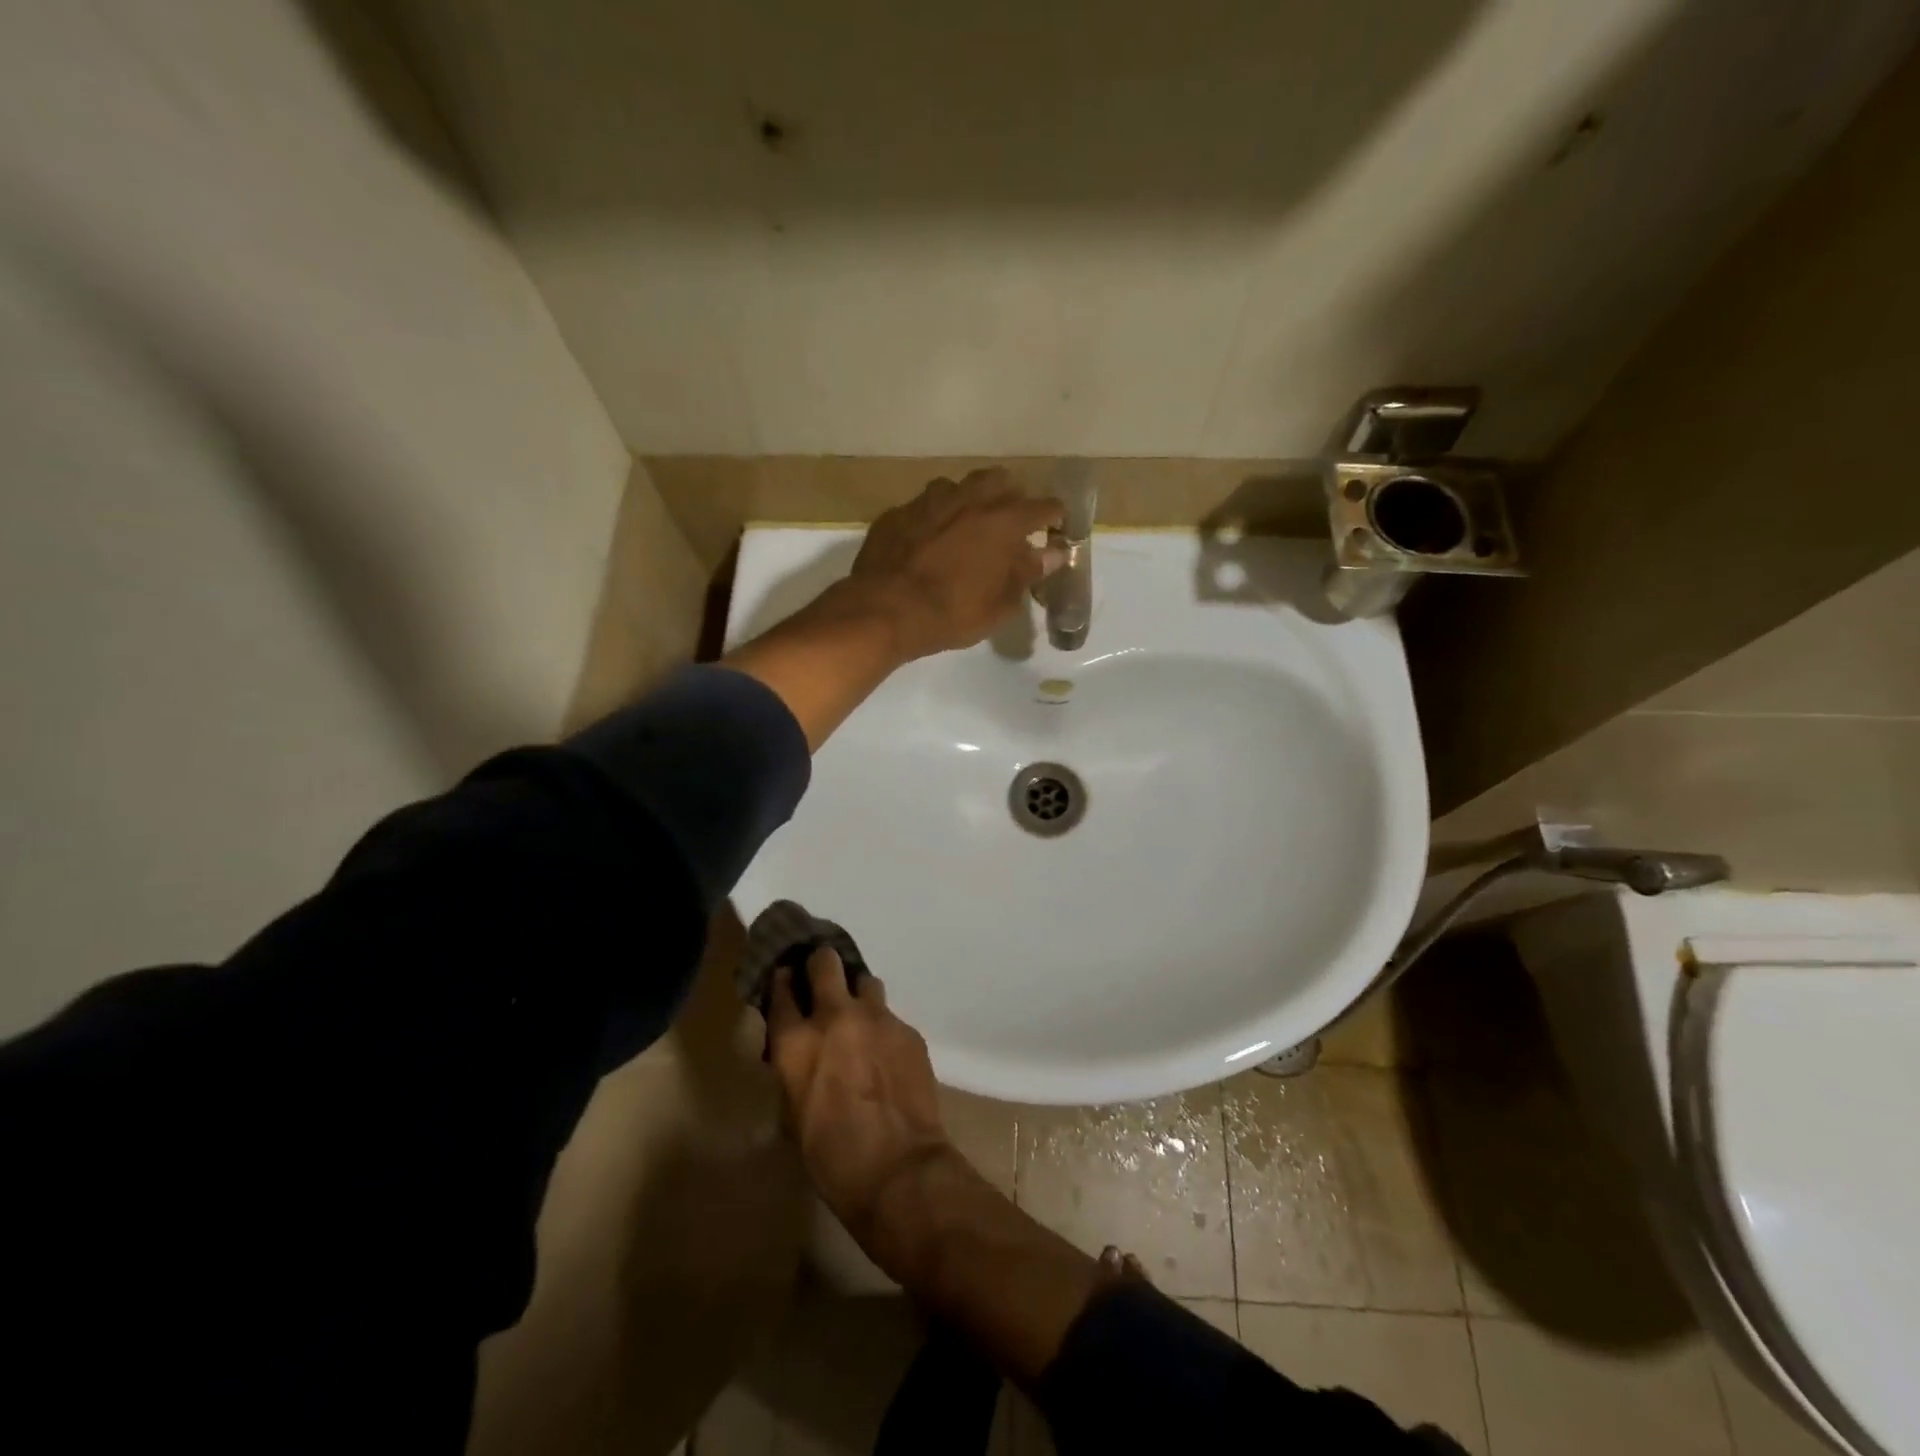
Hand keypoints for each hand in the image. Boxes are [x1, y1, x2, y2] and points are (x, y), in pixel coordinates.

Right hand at [765, 946, 951, 1239]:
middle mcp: (835, 1017)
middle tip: (821, 979)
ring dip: (858, 994)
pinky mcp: (908, 1030)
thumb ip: (792, 1071)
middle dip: (821, 964)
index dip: (781, 982)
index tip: (785, 981)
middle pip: (825, 962)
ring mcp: (877, 1019)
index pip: (780, 991)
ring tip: (859, 1018)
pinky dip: (883, 1028)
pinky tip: (886, 1054)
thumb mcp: (792, 1115)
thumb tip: (797, 1055)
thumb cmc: (832, 1158)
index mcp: (796, 1042)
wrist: (899, 1169)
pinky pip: (891, 1016)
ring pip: (865, 981)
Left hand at [843, 468, 1063, 660]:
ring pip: (960, 487)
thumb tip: (1051, 554)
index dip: (1054, 517)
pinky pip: (925, 506)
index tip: (1056, 528)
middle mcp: (969, 498)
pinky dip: (935, 518)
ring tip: (967, 526)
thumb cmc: (950, 614)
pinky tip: (928, 539)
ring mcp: (929, 500)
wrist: (883, 610)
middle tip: (1010, 525)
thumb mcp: (998, 606)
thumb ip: (1026, 574)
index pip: (1044, 507)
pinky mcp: (899, 512)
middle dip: (1011, 498)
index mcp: (1002, 521)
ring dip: (970, 501)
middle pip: (1001, 481)